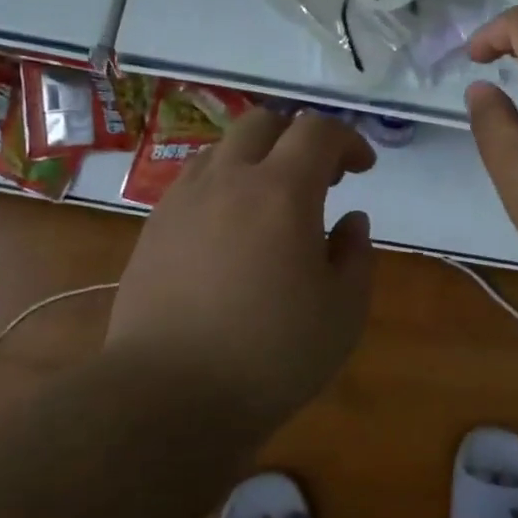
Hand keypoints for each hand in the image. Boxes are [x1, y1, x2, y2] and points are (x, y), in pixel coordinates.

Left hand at [107, 109, 376, 417]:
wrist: (168, 396)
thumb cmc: (271, 355)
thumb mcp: (343, 312)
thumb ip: (355, 254)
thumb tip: (350, 220)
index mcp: (282, 192)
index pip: (317, 131)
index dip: (348, 139)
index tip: (362, 169)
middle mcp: (229, 180)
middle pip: (264, 122)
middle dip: (299, 137)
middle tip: (320, 177)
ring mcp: (183, 200)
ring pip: (223, 148)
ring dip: (258, 158)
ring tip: (273, 202)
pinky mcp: (154, 227)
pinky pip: (194, 181)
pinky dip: (223, 184)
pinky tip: (231, 229)